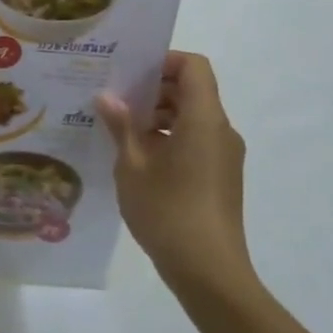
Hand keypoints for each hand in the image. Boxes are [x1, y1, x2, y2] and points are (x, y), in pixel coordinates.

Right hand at [96, 51, 253, 296]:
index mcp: (204, 120)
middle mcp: (221, 131)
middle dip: (154, 90)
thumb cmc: (168, 211)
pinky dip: (169, 138)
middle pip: (192, 91)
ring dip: (158, 116)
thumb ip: (121, 126)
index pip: (194, 67)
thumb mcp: (132, 166)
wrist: (209, 272)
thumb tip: (108, 97)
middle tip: (114, 99)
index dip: (164, 61)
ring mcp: (224, 155)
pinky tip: (136, 158)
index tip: (130, 73)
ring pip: (192, 118)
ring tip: (119, 130)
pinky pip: (195, 141)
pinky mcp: (221, 177)